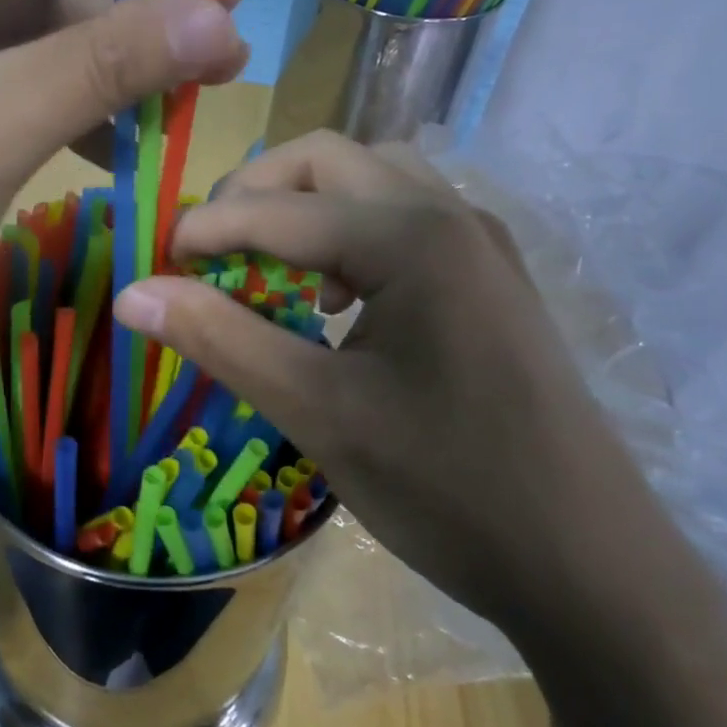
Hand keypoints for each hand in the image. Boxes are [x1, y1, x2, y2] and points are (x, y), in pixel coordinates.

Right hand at [111, 130, 657, 629]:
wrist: (593, 567)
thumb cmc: (449, 488)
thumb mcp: (318, 412)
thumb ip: (221, 339)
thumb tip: (133, 293)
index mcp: (411, 237)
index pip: (276, 208)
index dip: (203, 230)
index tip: (153, 265)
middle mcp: (450, 215)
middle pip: (325, 160)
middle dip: (252, 195)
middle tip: (207, 255)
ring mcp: (479, 243)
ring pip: (368, 180)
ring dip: (302, 208)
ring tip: (269, 272)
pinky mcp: (489, 278)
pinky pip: (402, 218)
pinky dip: (347, 234)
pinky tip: (334, 301)